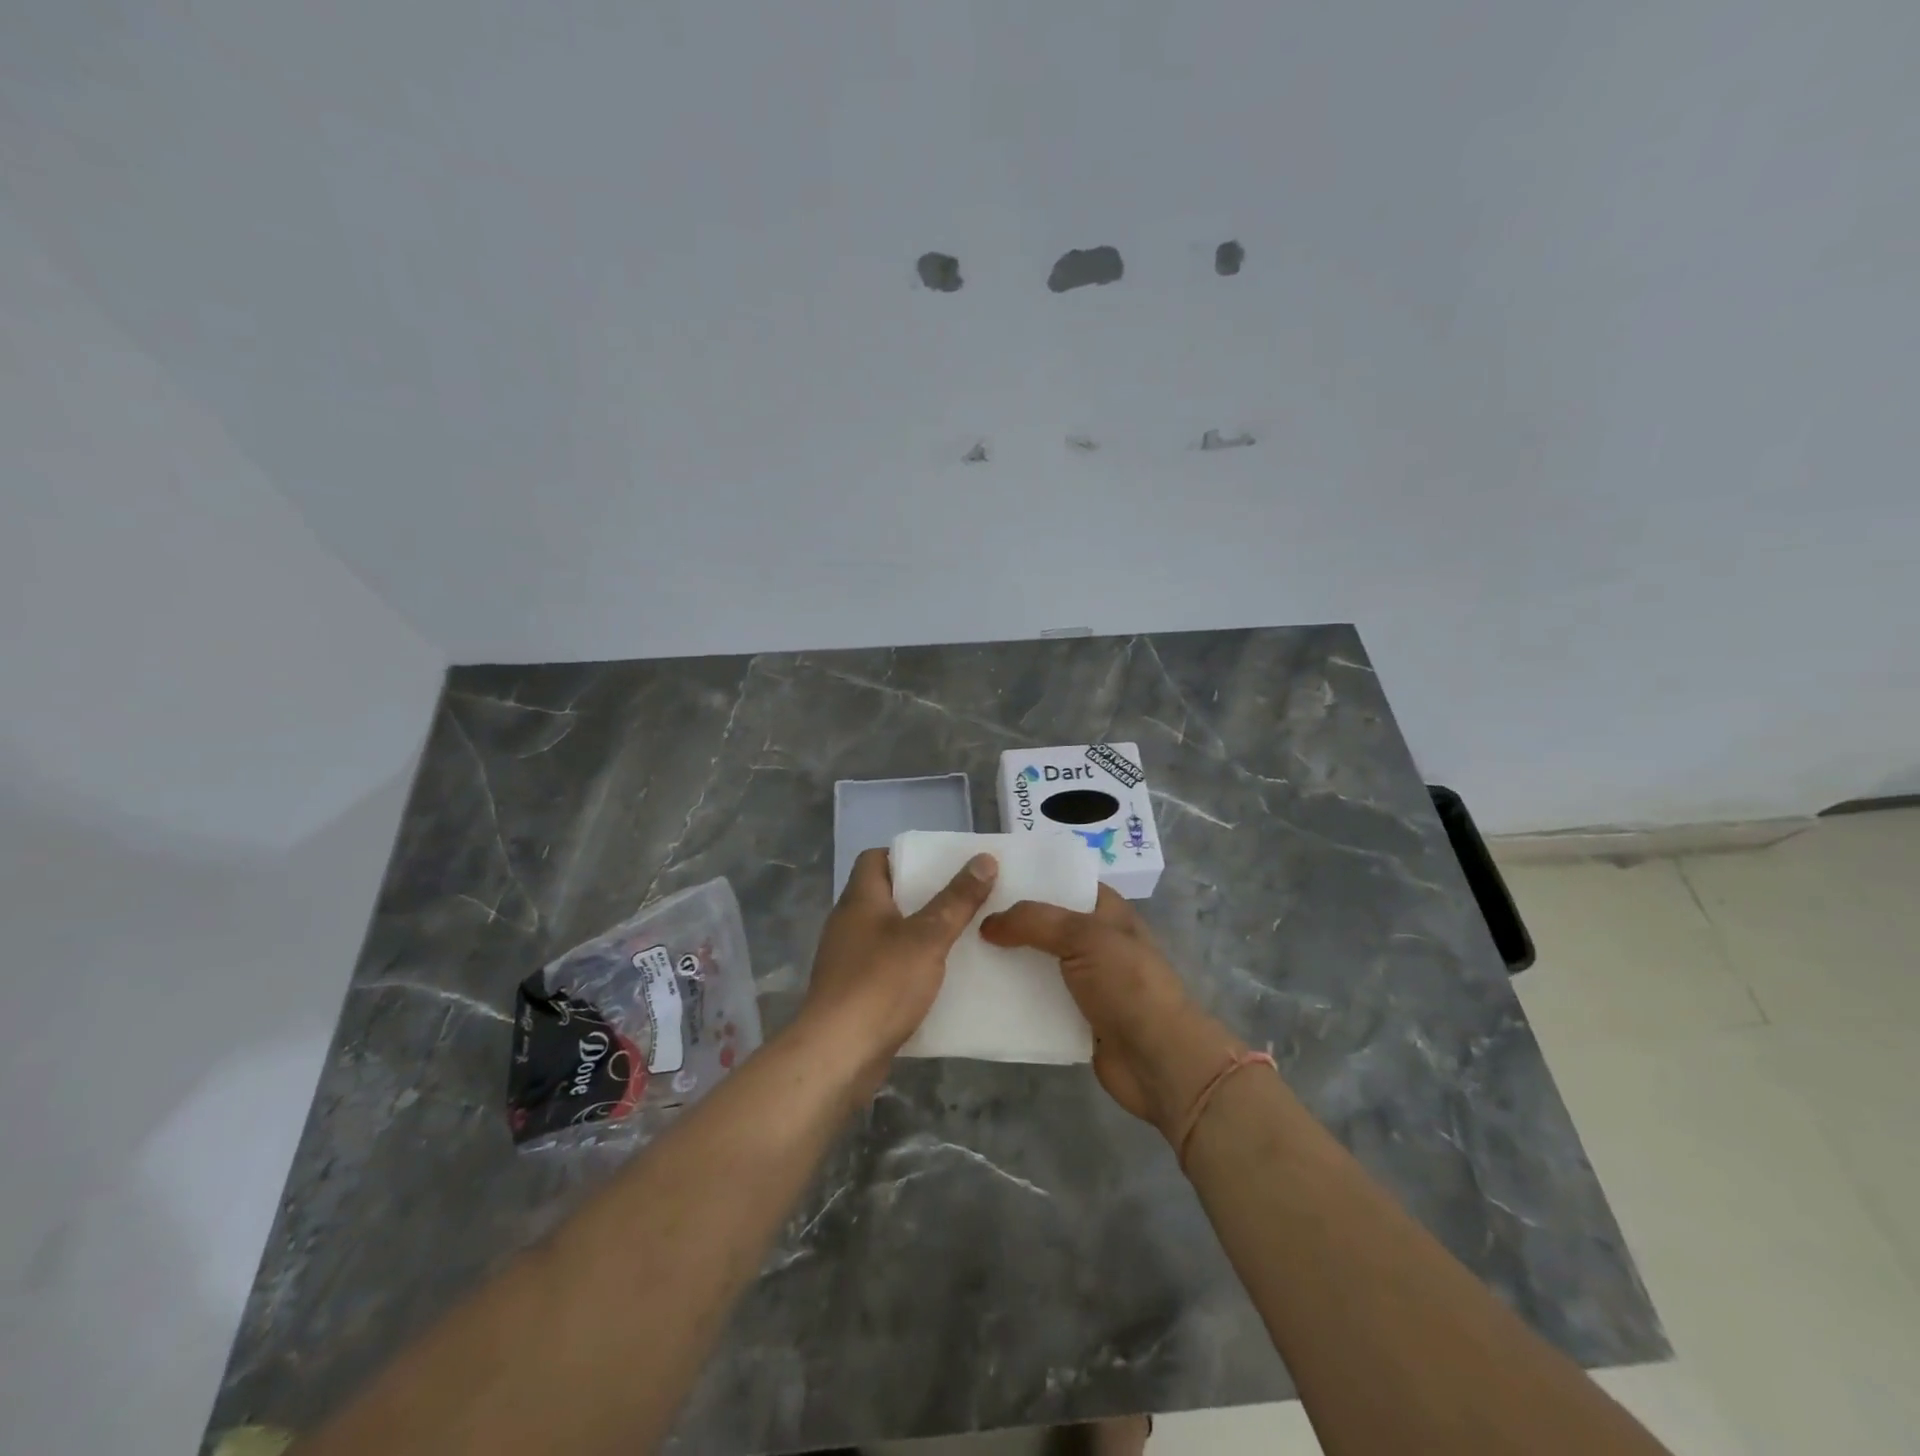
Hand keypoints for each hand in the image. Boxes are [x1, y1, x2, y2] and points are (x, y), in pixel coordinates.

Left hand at [800, 847, 997, 1092]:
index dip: (906, 856)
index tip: (942, 864)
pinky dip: (910, 967)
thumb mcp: (928, 937)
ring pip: (888, 934)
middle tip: (963, 898)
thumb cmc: (881, 983)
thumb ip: (957, 900)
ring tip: (960, 936)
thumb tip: (984, 859)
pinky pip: (886, 968)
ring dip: (918, 934)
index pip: (875, 859)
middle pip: (885, 896)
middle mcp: (848, 924)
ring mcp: (847, 960)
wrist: (837, 1055)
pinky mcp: (853, 994)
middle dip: (923, 896)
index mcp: (860, 900)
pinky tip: (939, 979)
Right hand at [981, 885, 1243, 1139]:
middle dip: (1009, 919)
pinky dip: (1013, 997)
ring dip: (1006, 960)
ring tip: (960, 951)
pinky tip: (979, 992)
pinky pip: (1036, 999)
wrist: (1159, 1061)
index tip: (986, 876)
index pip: (1063, 881)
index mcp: (1106, 911)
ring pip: (1036, 962)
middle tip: (962, 914)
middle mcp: (1094, 940)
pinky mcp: (1073, 1016)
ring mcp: (1084, 980)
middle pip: (1044, 923)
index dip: (1029, 877)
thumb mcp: (1085, 937)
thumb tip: (988, 924)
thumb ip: (1035, 922)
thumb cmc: (1129, 985)